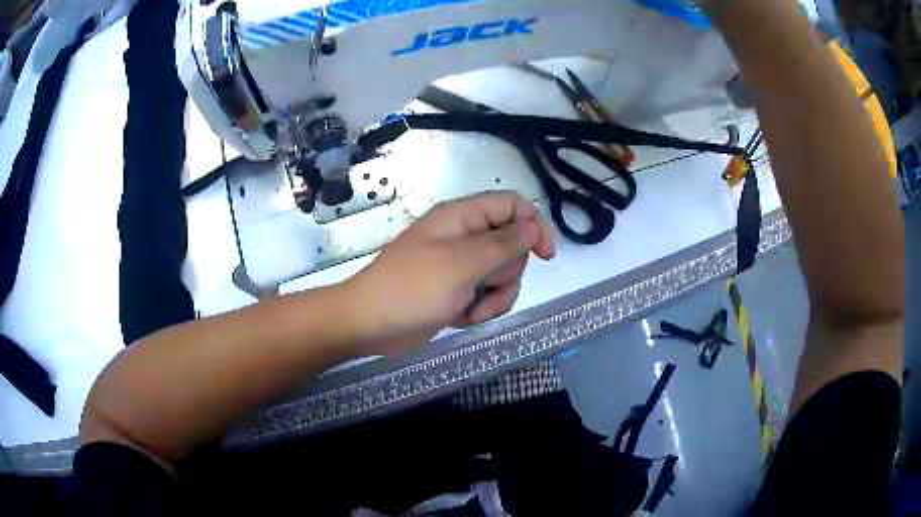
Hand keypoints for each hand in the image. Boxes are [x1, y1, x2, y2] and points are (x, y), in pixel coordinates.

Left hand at [347, 191, 555, 355]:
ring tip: (470, 308)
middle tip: (485, 286)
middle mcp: (464, 236)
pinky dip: (479, 308)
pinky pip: (486, 294)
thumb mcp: (462, 264)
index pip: (512, 205)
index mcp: (462, 217)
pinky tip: (460, 316)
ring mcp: (460, 265)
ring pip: (502, 274)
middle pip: (512, 245)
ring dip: (494, 296)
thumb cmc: (412, 288)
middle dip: (507, 273)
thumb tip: (534, 225)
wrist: (370, 324)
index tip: (544, 256)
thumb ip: (503, 243)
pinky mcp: (457, 290)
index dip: (533, 225)